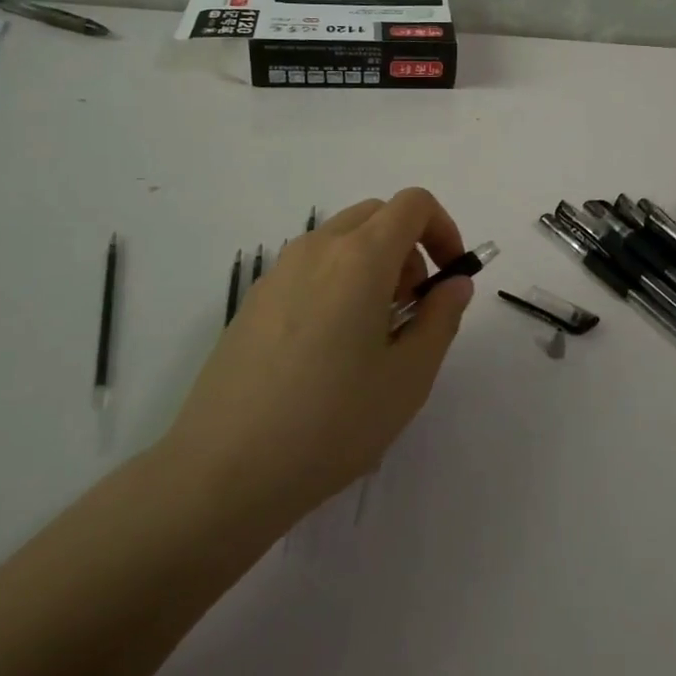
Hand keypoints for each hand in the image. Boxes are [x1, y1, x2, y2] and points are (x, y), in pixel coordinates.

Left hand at [161, 188, 474, 518]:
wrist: (222, 472)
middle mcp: (317, 249)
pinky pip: (309, 267)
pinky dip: (338, 281)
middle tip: (413, 306)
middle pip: (376, 215)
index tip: (450, 278)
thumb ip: (441, 317)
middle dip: (409, 247)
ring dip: (373, 263)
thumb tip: (454, 283)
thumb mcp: (409, 377)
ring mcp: (278, 272)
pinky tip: (329, 349)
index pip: (413, 204)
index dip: (444, 230)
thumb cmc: (331, 423)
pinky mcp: (254, 301)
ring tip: (373, 332)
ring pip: (340, 240)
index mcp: (360, 258)